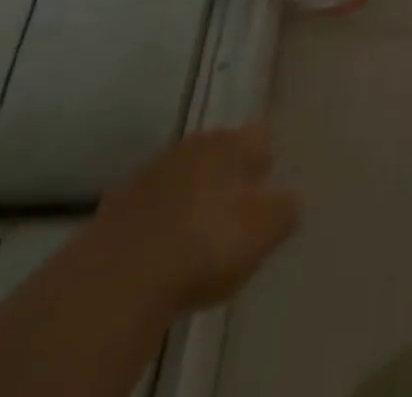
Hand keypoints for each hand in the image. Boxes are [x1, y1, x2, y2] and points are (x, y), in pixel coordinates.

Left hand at [94, 124, 301, 312]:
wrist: (120, 277)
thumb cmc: (205, 245)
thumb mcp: (262, 233)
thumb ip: (284, 211)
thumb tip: (292, 199)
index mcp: (230, 144)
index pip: (259, 135)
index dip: (266, 156)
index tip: (269, 178)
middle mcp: (193, 145)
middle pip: (219, 149)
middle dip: (229, 170)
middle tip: (237, 200)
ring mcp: (151, 172)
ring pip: (184, 173)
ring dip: (193, 191)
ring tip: (200, 226)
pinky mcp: (119, 205)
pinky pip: (152, 203)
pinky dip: (162, 216)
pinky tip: (164, 244)